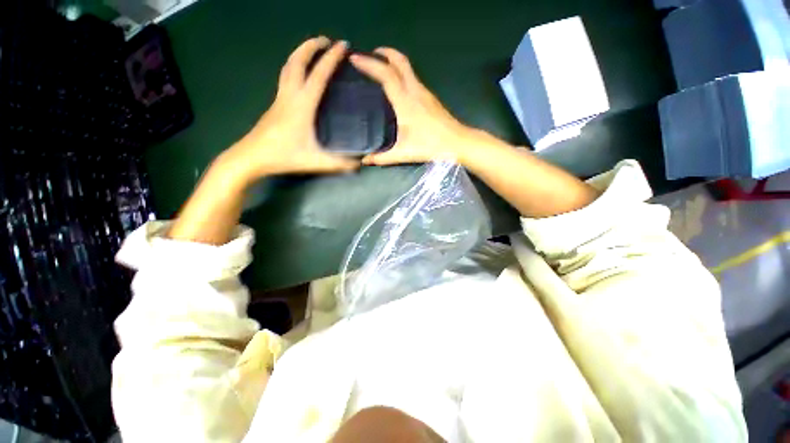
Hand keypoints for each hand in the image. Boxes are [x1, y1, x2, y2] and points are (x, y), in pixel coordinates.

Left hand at [224, 37, 358, 180]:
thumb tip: (360, 164)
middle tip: (327, 41)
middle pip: (298, 61)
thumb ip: (341, 164)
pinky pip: (286, 77)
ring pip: (288, 66)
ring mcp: (280, 98)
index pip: (319, 74)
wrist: (252, 157)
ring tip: (314, 50)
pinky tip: (301, 75)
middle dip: (312, 46)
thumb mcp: (317, 162)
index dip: (332, 58)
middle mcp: (290, 95)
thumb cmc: (284, 156)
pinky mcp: (275, 104)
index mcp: (302, 104)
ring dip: (301, 53)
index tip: (343, 45)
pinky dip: (295, 67)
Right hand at [350, 48, 486, 165]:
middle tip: (368, 55)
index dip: (369, 64)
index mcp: (405, 102)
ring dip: (393, 62)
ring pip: (407, 68)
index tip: (354, 58)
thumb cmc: (431, 147)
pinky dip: (401, 72)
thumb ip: (382, 158)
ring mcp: (425, 92)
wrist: (457, 142)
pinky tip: (396, 85)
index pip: (386, 75)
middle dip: (383, 53)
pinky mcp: (430, 97)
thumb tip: (365, 161)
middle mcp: (415, 91)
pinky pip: (412, 77)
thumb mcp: (404, 154)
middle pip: (399, 62)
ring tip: (379, 68)